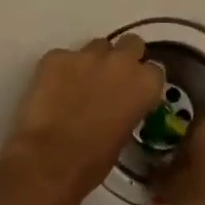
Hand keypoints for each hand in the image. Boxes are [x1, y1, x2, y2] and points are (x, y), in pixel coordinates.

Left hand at [0, 36, 163, 204]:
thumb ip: (127, 109)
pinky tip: (52, 89)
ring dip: (92, 61)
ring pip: (96, 46)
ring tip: (77, 84)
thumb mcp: (124, 135)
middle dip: (123, 57)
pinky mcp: (56, 56)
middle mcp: (120, 61)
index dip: (142, 80)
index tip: (134, 91)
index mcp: (144, 84)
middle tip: (110, 78)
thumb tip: (118, 105)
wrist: (50, 159)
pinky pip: (63, 57)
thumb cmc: (93, 161)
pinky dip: (60, 69)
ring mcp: (86, 54)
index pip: (154, 70)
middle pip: (130, 43)